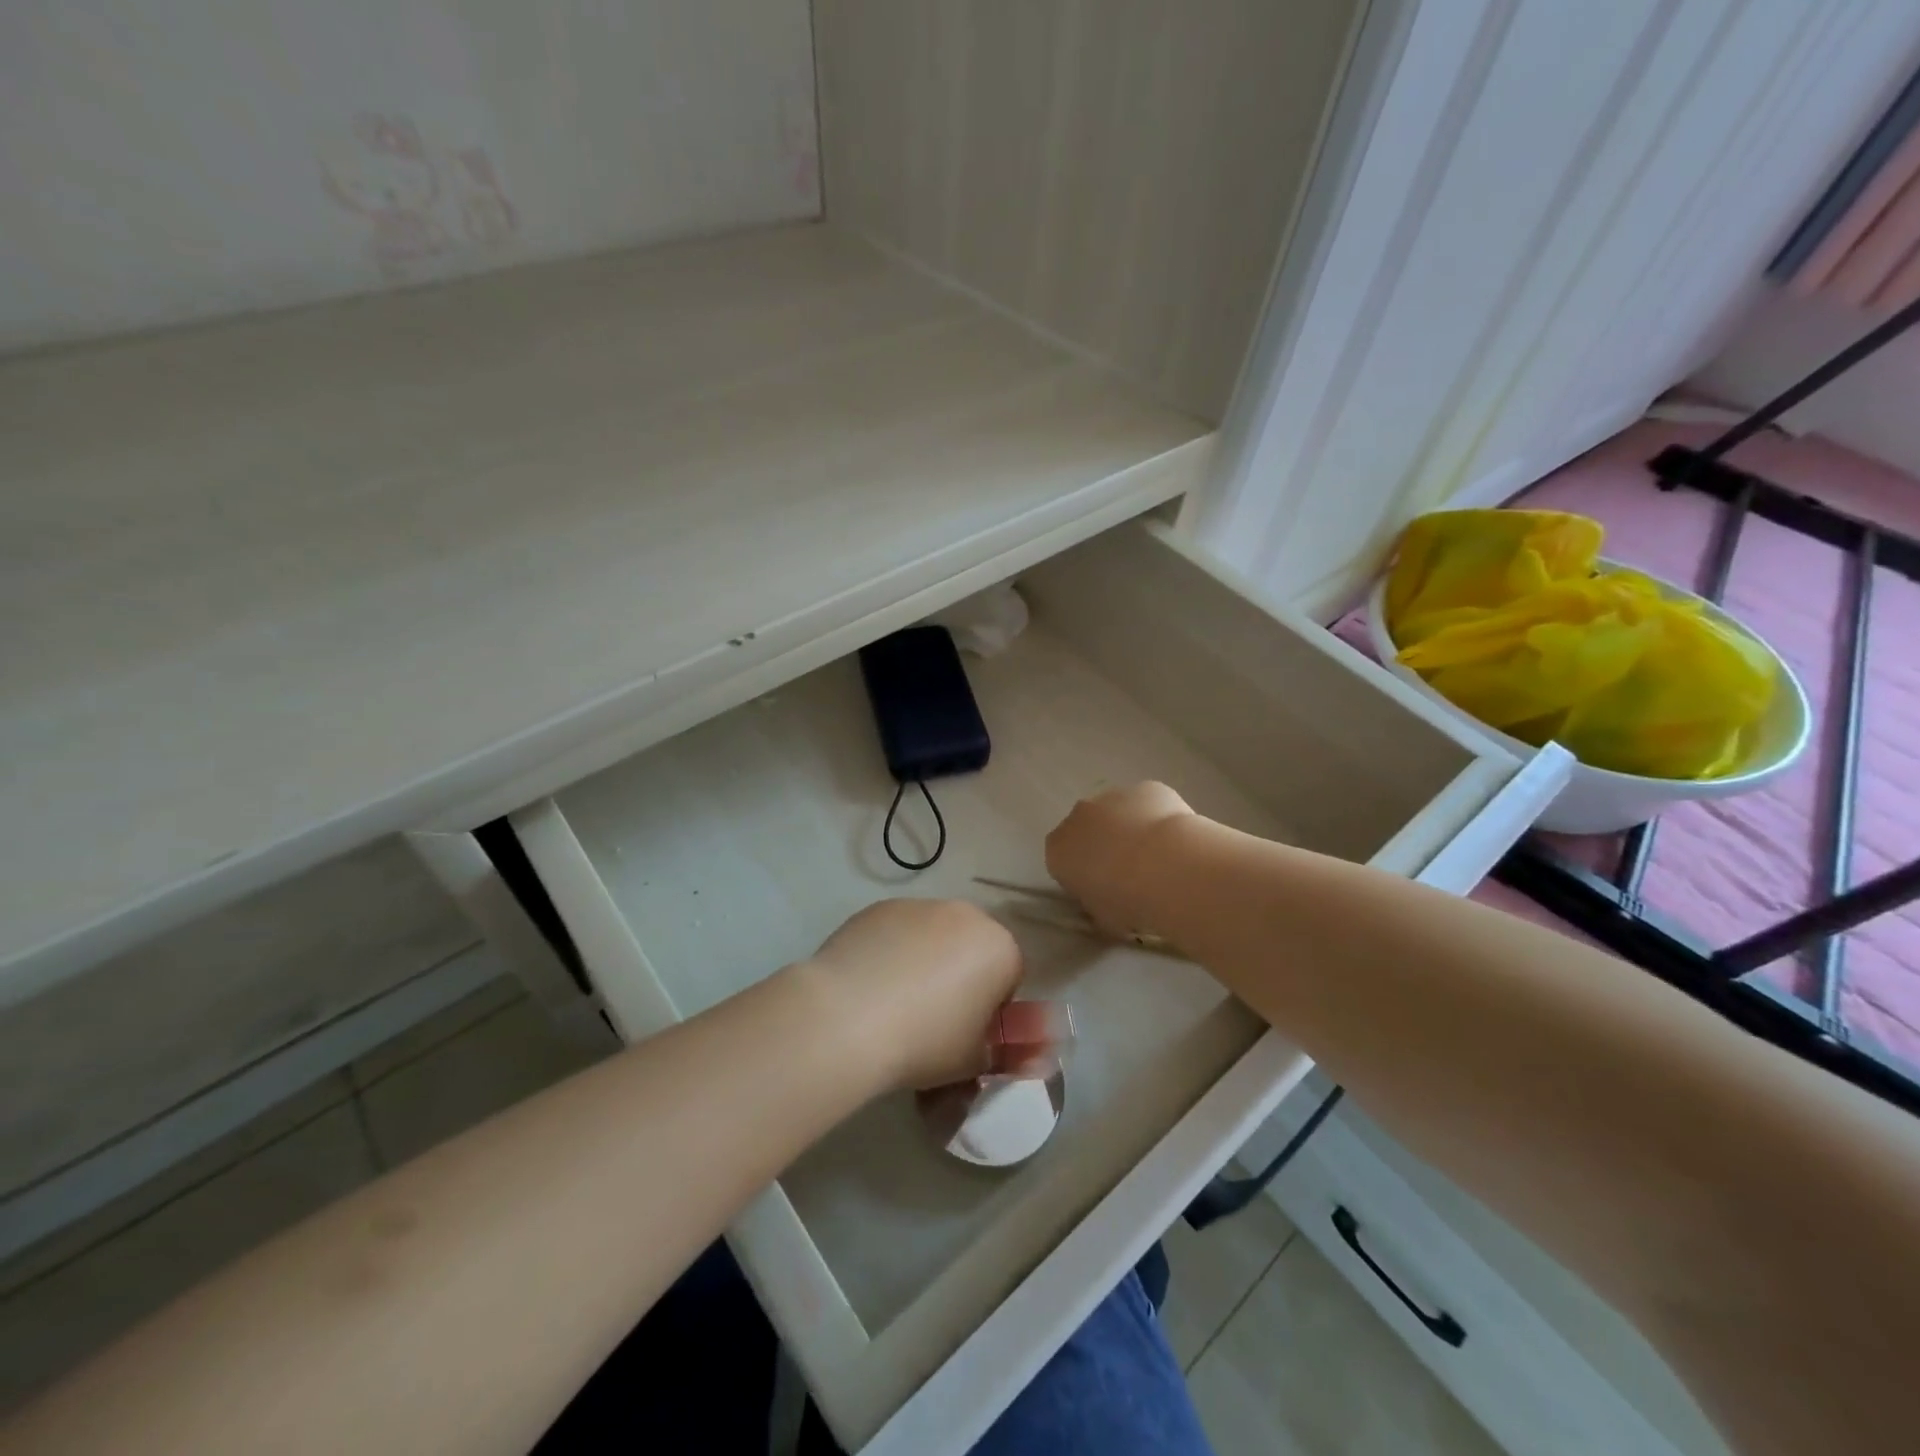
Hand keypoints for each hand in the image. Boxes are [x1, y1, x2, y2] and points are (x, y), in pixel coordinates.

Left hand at [806, 899, 1023, 1090]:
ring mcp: (919, 905)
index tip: (966, 1035)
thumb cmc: (926, 1041)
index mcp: (1000, 947)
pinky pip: (897, 932)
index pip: (1010, 977)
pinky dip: (891, 951)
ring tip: (894, 1003)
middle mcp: (965, 914)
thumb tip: (1037, 1059)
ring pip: (934, 937)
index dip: (990, 1010)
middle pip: (972, 948)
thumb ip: (1012, 1056)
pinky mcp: (879, 907)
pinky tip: (869, 985)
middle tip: (932, 1019)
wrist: (847, 1017)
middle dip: (960, 978)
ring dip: (926, 961)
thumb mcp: (976, 1061)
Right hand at [1045, 782, 1196, 939]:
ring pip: (1117, 812)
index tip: (1101, 890)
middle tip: (1129, 873)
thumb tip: (1106, 902)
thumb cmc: (1128, 901)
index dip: (1081, 874)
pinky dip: (1157, 817)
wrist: (1169, 868)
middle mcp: (1078, 816)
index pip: (1061, 860)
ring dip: (1129, 828)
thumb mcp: (1103, 918)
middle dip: (1102, 845)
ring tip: (1157, 857)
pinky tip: (1175, 839)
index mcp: (1058, 849)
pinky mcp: (1144, 788)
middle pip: (1086, 829)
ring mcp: (1111, 796)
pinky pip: (1147, 803)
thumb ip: (1097, 905)